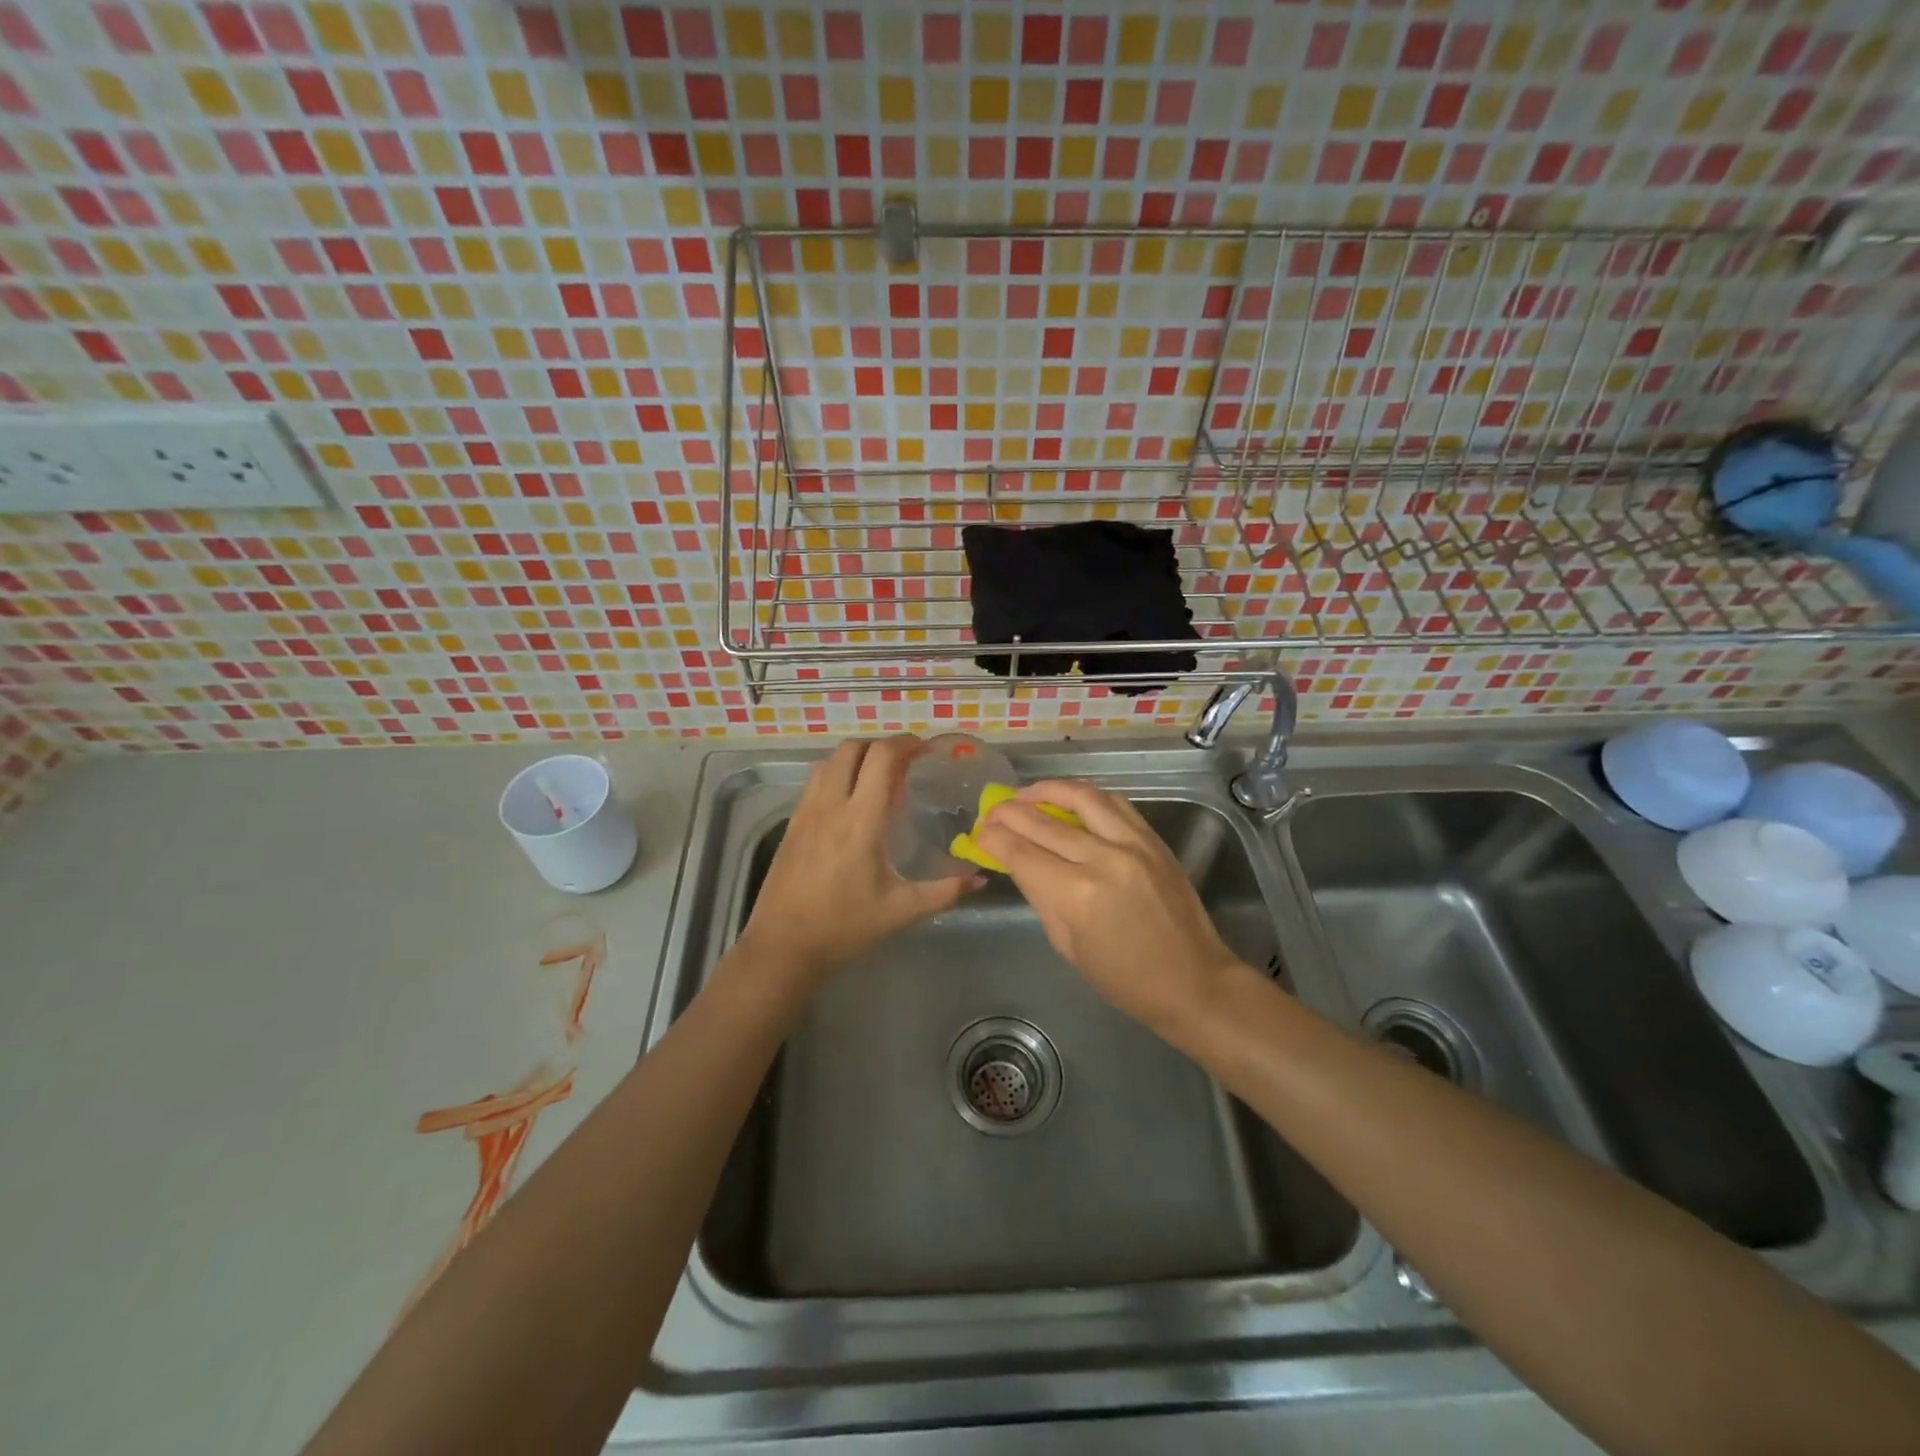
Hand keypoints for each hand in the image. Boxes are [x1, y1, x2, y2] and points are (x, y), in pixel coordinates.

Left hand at [739, 736, 978, 987]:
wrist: (783, 946)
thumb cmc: (844, 927)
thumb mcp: (901, 910)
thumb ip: (945, 892)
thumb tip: (980, 880)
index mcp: (860, 821)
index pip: (880, 758)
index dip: (905, 744)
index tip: (925, 750)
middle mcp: (830, 805)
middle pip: (852, 748)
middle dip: (881, 746)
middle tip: (905, 762)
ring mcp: (806, 812)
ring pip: (828, 761)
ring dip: (855, 757)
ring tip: (877, 777)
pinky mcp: (792, 823)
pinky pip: (815, 781)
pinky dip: (836, 774)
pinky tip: (850, 801)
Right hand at [974, 779, 1248, 1033]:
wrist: (1194, 981)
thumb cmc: (1124, 980)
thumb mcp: (1068, 945)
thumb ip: (1040, 896)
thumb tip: (1017, 862)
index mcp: (1077, 895)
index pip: (1021, 853)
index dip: (993, 839)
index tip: (978, 832)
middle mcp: (1103, 859)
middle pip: (1044, 822)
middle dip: (1010, 812)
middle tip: (992, 811)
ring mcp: (1133, 844)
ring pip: (1082, 797)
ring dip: (1048, 790)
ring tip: (1026, 794)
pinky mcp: (1153, 839)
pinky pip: (1115, 803)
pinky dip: (1086, 795)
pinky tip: (1070, 798)